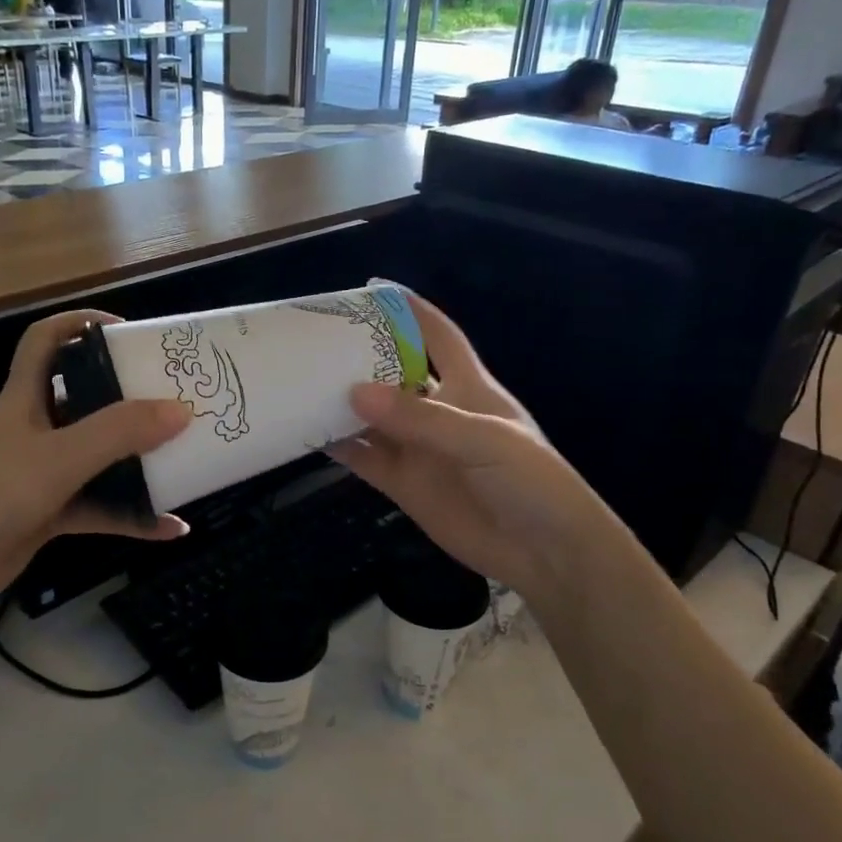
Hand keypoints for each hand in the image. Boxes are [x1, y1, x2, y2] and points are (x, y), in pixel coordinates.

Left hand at [0, 310, 190, 621]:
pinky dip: (131, 517)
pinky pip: (98, 510)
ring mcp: (40, 476)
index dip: (81, 324)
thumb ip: (118, 433)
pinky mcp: (45, 516)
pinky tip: (171, 529)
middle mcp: (34, 430)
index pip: (46, 342)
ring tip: (186, 460)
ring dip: (138, 463)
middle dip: (129, 398)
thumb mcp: (57, 458)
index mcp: (24, 400)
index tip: (128, 331)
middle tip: (177, 399)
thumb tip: (181, 409)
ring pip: (97, 460)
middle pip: (85, 401)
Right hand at [329, 292, 600, 602]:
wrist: (542, 552)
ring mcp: (417, 449)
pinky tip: (308, 435)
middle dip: (359, 358)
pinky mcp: (403, 484)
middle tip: (314, 342)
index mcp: (468, 387)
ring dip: (340, 404)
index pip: (439, 337)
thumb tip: (355, 392)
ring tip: (299, 384)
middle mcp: (437, 412)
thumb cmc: (529, 481)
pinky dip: (338, 447)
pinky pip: (364, 459)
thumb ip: (421, 418)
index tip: (373, 289)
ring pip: (371, 418)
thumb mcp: (482, 440)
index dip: (411, 312)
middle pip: (393, 375)